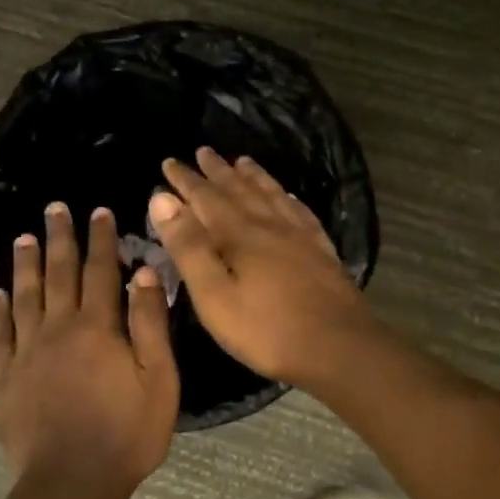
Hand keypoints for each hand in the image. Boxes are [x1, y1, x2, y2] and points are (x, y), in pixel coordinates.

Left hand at [0, 202, 179, 495]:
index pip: (101, 271)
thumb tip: (143, 272)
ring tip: (23, 238)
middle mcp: (58, 328)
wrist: (72, 482)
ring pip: (25, 297)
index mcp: (98, 326)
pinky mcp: (4, 378)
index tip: (99, 211)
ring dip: (26, 265)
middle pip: (59, 274)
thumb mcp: (159, 378)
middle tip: (54, 208)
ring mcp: (26, 352)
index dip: (101, 239)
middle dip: (60, 238)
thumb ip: (149, 323)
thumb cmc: (127, 433)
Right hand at [149, 148, 377, 390]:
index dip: (186, 180)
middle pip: (240, 190)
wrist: (338, 347)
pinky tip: (289, 197)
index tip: (169, 162)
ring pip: (272, 195)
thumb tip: (162, 198)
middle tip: (204, 151)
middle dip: (218, 171)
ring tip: (243, 161)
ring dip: (254, 177)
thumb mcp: (213, 295)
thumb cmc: (266, 329)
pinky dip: (288, 199)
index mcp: (239, 234)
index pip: (206, 197)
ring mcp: (301, 237)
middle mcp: (270, 225)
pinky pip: (301, 213)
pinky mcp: (322, 252)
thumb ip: (188, 246)